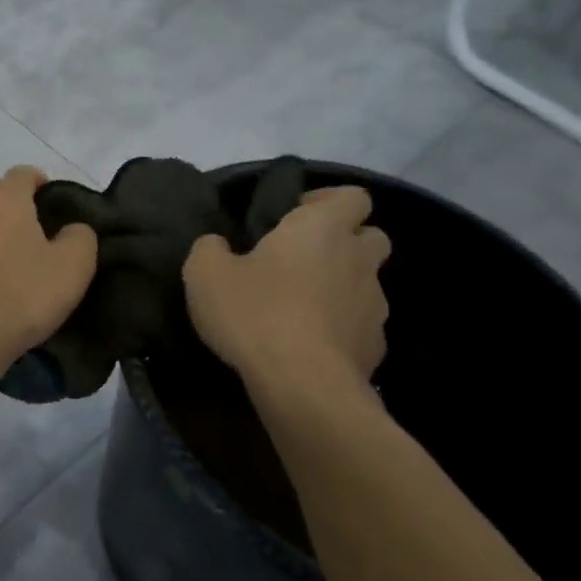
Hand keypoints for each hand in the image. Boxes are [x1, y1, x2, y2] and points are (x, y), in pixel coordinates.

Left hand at [0, 167, 97, 366]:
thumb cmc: (24, 293)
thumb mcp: (73, 266)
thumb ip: (80, 237)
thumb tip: (73, 229)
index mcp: (4, 198)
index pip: (22, 173)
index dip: (40, 183)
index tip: (53, 205)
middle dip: (10, 205)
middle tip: (31, 233)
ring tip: (7, 263)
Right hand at [183, 186, 390, 394]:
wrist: (302, 385)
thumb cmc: (255, 314)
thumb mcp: (205, 274)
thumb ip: (209, 248)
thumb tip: (218, 245)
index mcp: (323, 228)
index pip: (352, 196)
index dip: (327, 201)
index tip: (295, 216)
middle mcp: (358, 259)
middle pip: (371, 236)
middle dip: (345, 242)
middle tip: (303, 261)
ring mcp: (374, 305)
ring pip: (366, 284)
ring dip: (341, 288)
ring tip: (301, 311)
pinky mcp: (375, 346)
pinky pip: (359, 327)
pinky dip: (340, 330)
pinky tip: (308, 347)